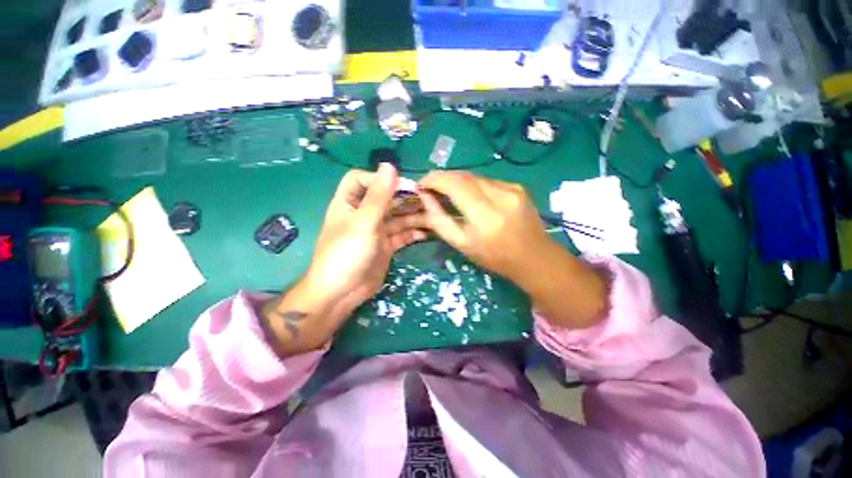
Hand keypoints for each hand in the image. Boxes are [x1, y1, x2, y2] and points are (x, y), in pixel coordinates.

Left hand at [262, 163, 426, 355]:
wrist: (342, 294)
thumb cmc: (347, 254)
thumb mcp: (363, 222)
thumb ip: (378, 195)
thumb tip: (389, 165)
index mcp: (350, 203)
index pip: (362, 180)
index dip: (380, 179)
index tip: (402, 186)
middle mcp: (364, 214)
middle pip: (386, 199)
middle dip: (405, 198)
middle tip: (428, 200)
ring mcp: (376, 231)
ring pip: (397, 217)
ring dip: (414, 215)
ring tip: (434, 215)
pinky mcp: (386, 246)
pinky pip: (402, 235)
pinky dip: (414, 233)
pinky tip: (427, 233)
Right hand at [396, 171, 606, 329]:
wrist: (534, 257)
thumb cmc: (494, 257)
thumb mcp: (461, 244)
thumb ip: (439, 219)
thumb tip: (424, 196)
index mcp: (485, 216)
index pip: (455, 184)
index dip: (434, 179)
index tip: (421, 184)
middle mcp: (501, 195)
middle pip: (464, 176)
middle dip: (443, 178)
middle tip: (431, 188)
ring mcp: (512, 188)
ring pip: (475, 176)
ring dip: (457, 181)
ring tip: (447, 192)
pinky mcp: (517, 186)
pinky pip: (487, 180)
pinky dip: (473, 185)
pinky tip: (470, 196)